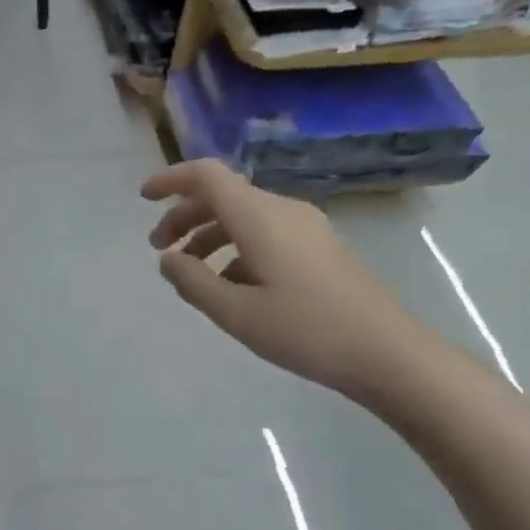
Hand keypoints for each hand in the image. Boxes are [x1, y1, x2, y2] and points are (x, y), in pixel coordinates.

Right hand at [142, 160, 421, 396]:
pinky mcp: (319, 248)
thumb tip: (167, 259)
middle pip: (223, 195)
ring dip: (208, 234)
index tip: (143, 199)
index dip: (171, 180)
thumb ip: (192, 282)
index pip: (207, 176)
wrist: (386, 352)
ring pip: (244, 216)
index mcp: (259, 217)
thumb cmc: (305, 330)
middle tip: (158, 248)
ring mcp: (305, 228)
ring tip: (189, 271)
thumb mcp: (235, 313)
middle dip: (184, 215)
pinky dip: (235, 248)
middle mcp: (282, 210)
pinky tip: (230, 286)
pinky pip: (265, 233)